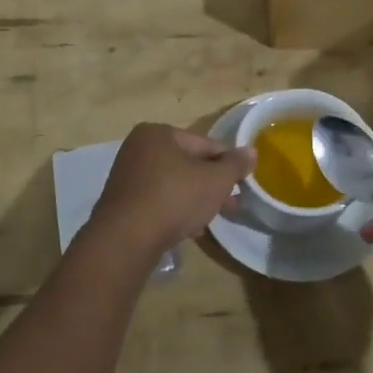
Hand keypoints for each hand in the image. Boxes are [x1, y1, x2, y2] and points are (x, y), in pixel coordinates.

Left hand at [87, 123, 255, 258]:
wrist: (126, 238)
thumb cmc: (174, 198)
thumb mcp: (215, 180)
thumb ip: (235, 165)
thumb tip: (251, 151)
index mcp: (158, 133)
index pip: (205, 144)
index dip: (228, 163)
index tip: (243, 183)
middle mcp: (138, 148)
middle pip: (188, 164)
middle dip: (212, 184)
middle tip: (232, 204)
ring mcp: (127, 176)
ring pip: (173, 183)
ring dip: (195, 198)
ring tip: (212, 219)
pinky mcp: (122, 202)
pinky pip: (157, 200)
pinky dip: (174, 209)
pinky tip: (189, 228)